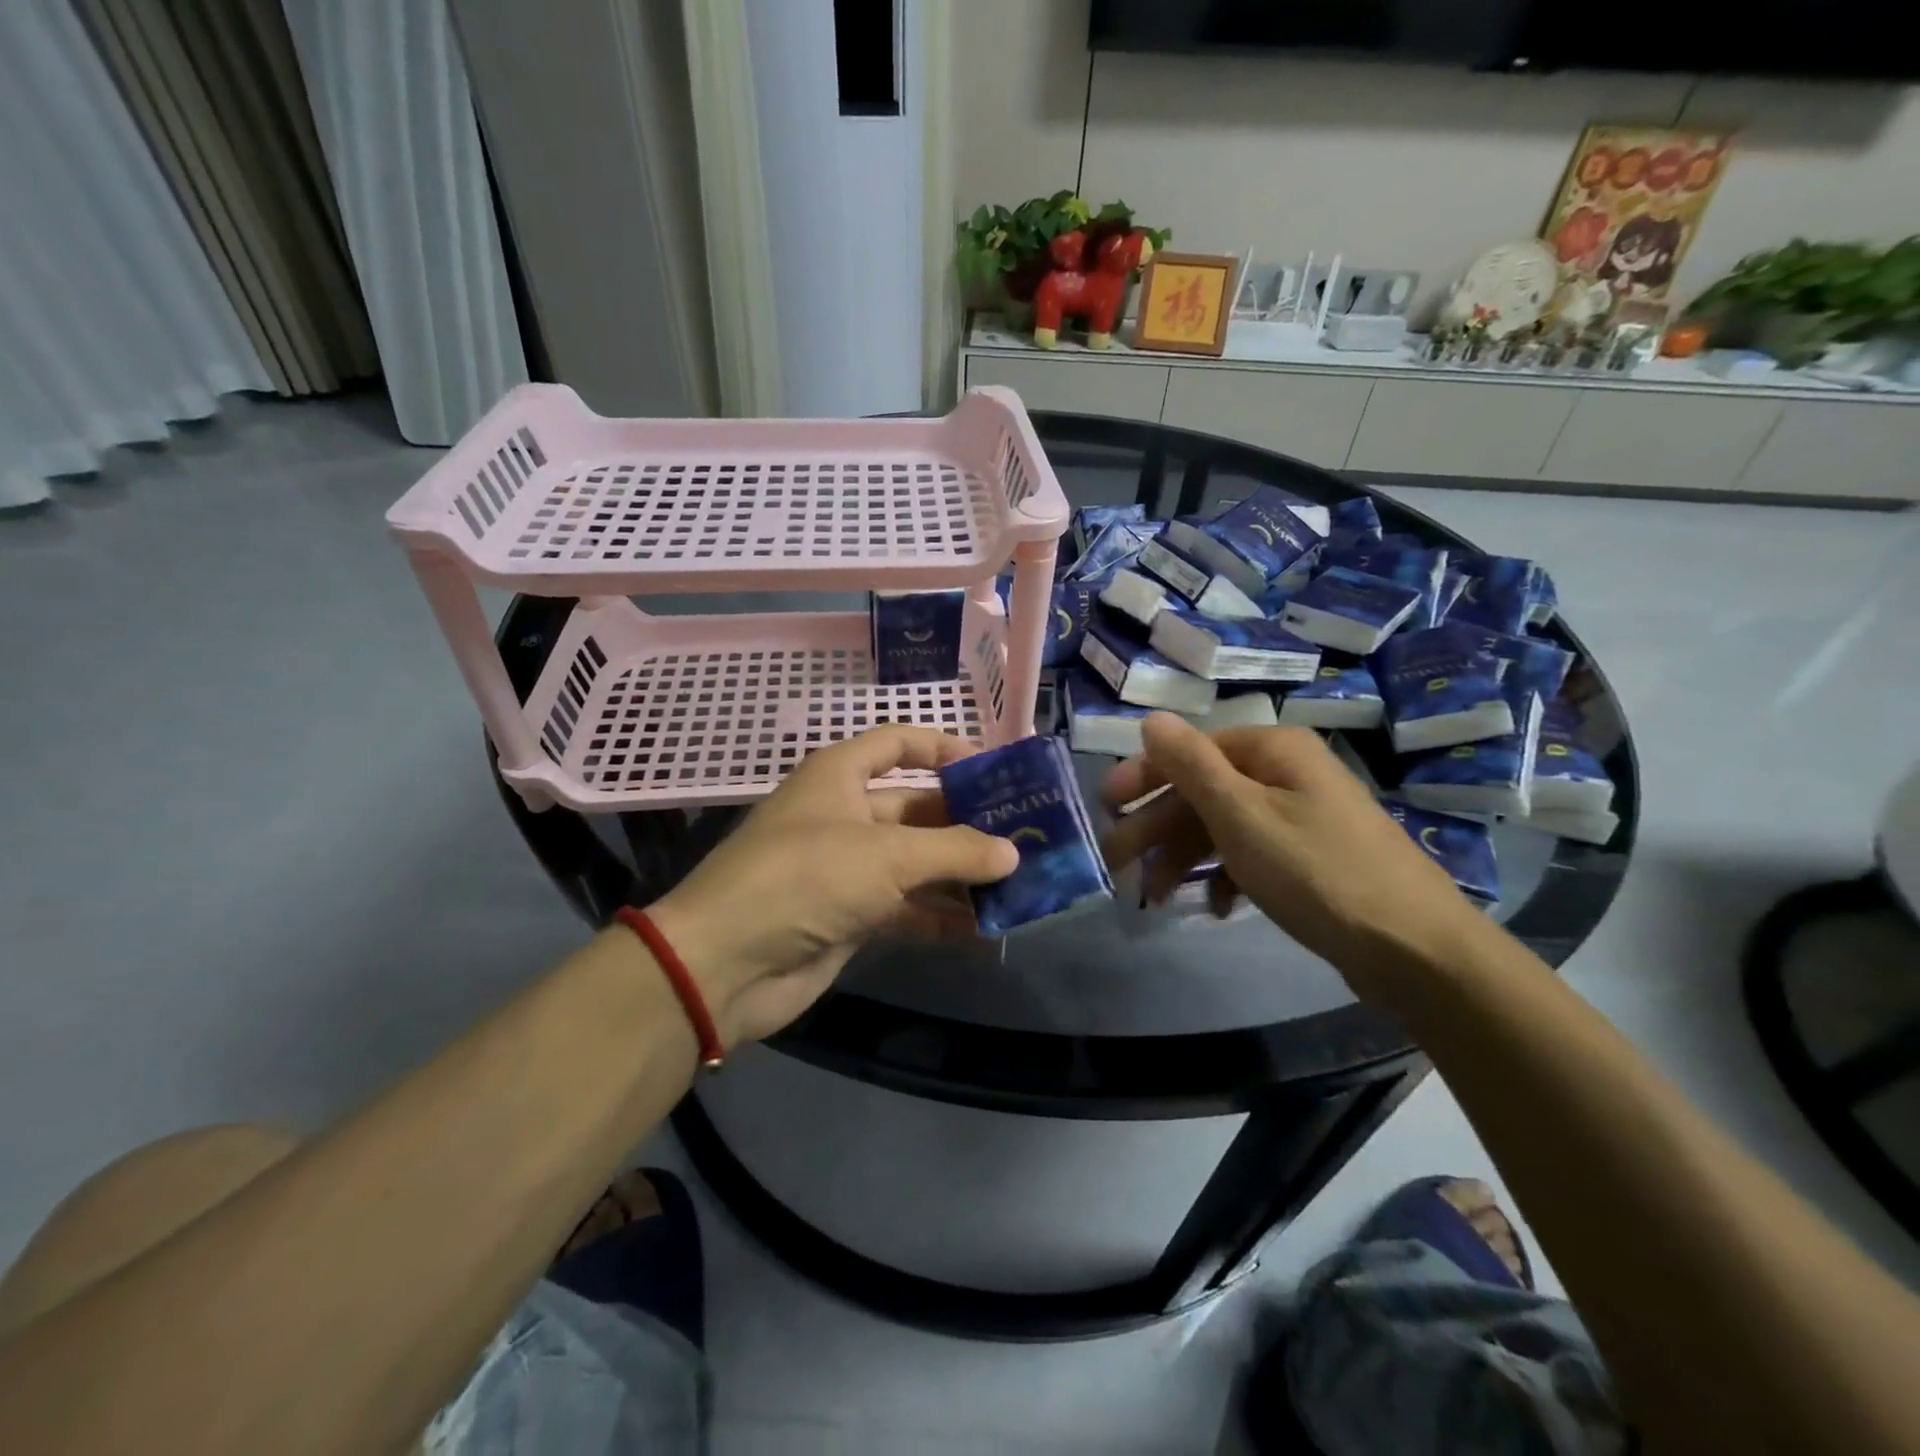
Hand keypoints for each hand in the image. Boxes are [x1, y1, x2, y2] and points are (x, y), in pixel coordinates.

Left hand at [648, 726, 1017, 1046]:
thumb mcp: (887, 856)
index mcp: (840, 775)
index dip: (945, 748)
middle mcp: (845, 815)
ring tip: (1019, 883)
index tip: (995, 768)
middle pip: (917, 807)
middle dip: (968, 822)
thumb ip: (955, 852)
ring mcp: (847, 869)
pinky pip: (906, 908)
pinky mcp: (850, 917)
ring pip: (916, 862)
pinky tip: (986, 927)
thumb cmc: (806, 878)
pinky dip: (941, 916)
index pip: (899, 743)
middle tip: (1024, 835)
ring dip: (961, 874)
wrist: (725, 964)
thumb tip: (1012, 853)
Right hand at [1100, 715, 1484, 975]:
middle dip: (1156, 827)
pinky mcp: (1310, 857)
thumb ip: (1191, 765)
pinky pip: (1251, 854)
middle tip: (1115, 862)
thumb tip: (1150, 718)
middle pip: (1203, 791)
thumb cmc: (1316, 872)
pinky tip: (1212, 905)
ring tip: (1153, 894)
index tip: (1105, 807)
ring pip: (1223, 826)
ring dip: (1183, 857)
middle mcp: (1286, 773)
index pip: (1191, 751)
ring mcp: (1301, 816)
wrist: (1414, 949)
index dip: (1144, 777)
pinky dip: (1224, 876)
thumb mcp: (1242, 815)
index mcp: (1272, 750)